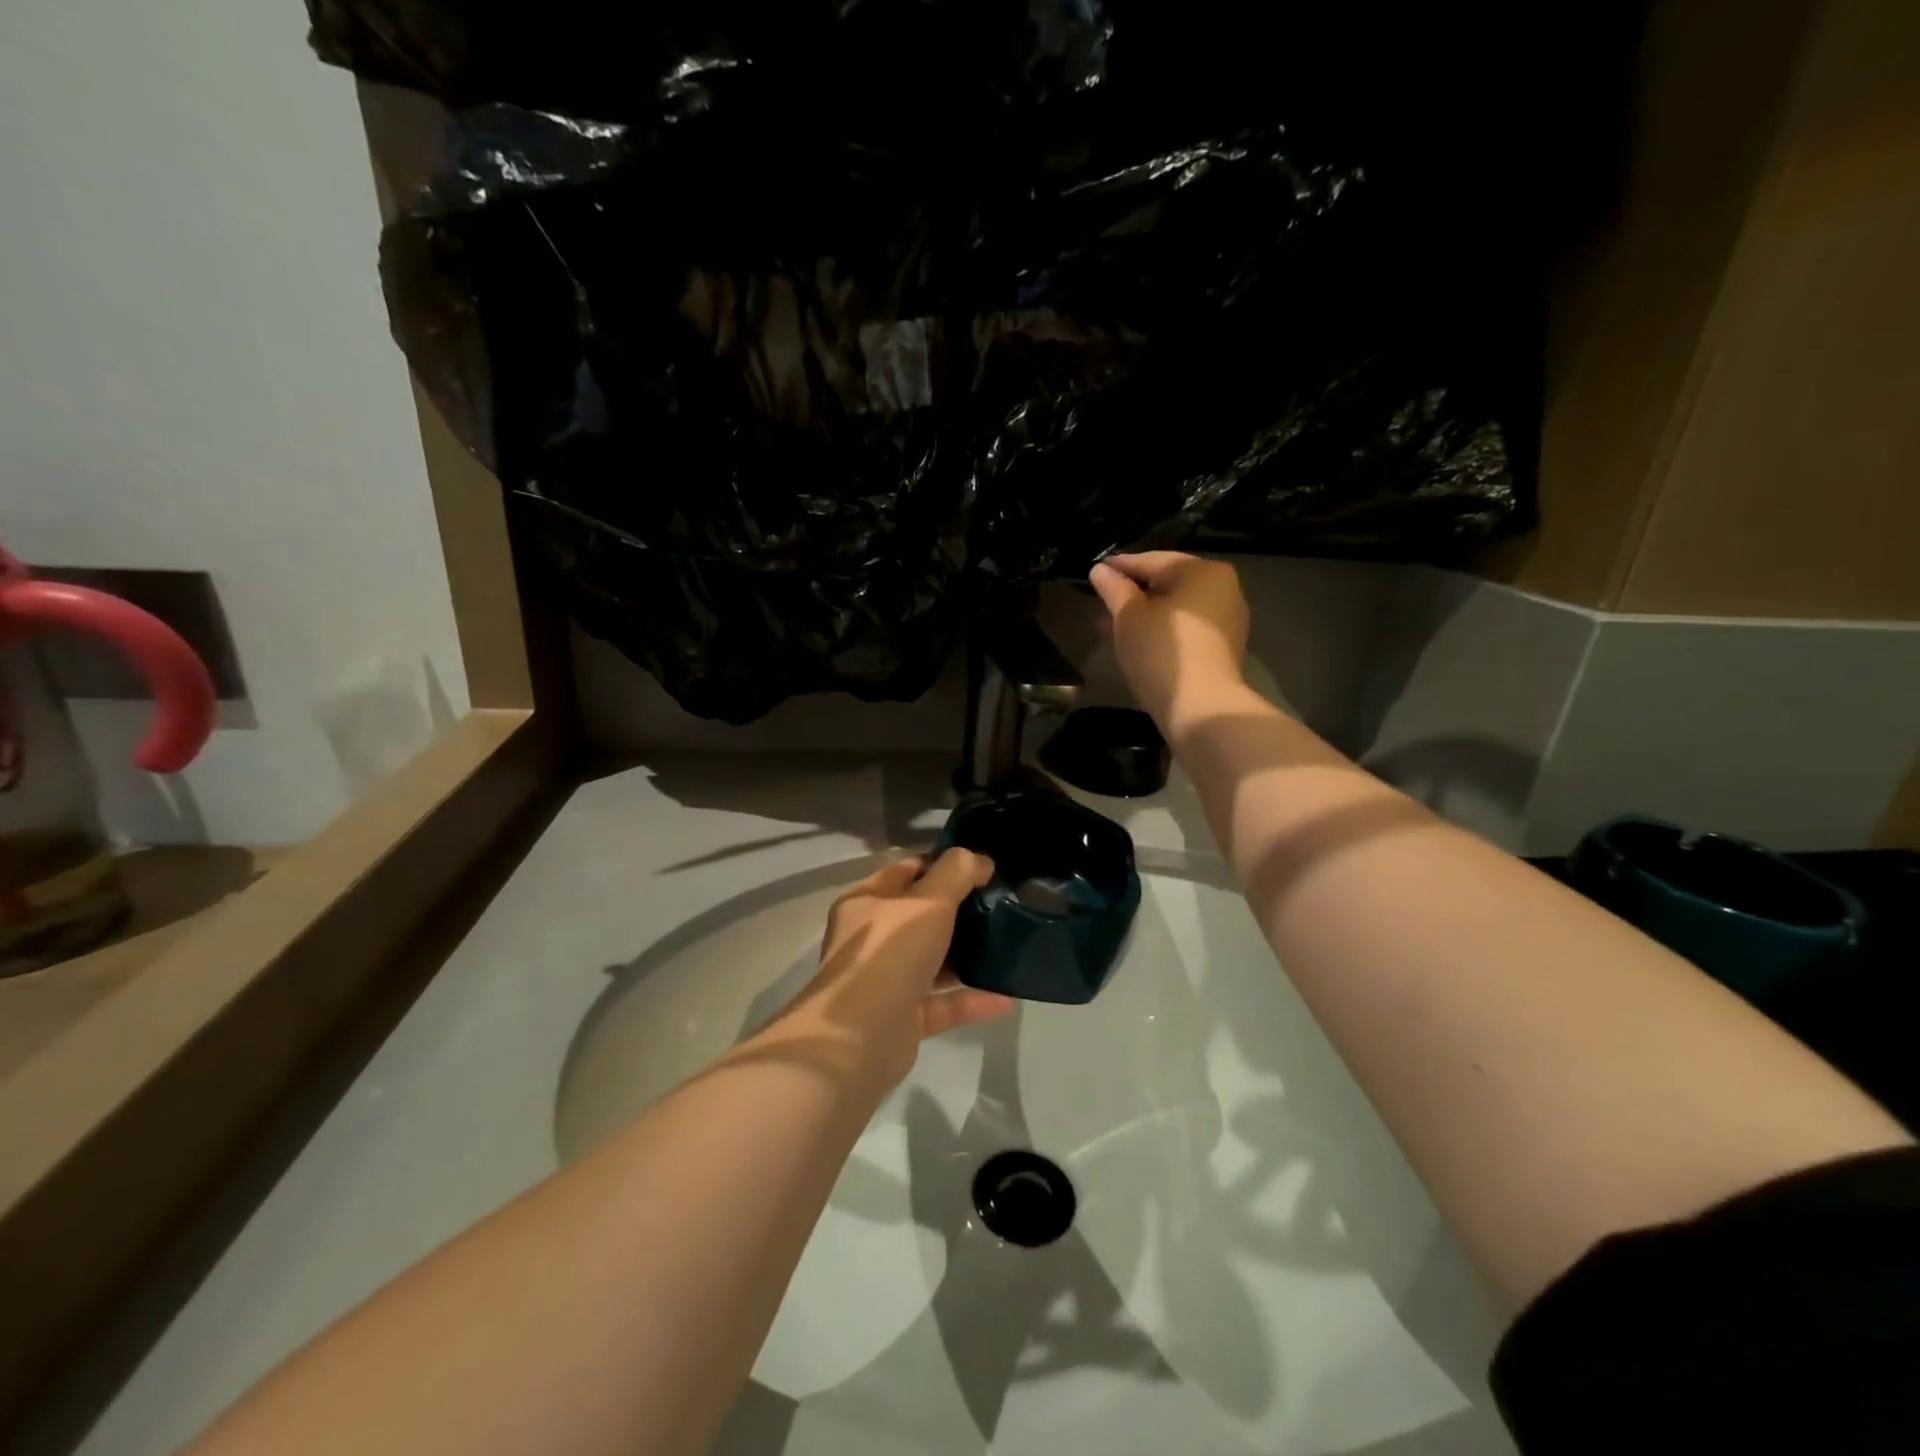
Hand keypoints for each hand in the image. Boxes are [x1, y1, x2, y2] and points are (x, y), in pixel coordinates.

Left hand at [775, 849, 1012, 1090]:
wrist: (859, 1038)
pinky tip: (1007, 997)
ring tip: (1007, 945)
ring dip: (966, 955)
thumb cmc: (889, 953)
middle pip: (920, 917)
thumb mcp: (928, 901)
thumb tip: (979, 859)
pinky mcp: (903, 1019)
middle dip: (958, 910)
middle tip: (999, 903)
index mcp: (866, 903)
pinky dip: (972, 1000)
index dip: (940, 866)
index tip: (980, 868)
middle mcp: (872, 940)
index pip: (905, 872)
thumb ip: (956, 874)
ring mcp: (886, 981)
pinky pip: (943, 1003)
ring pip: (932, 961)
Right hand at [1089, 552, 1249, 729]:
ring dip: (1144, 614)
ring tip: (1111, 625)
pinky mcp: (1223, 648)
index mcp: (1203, 572)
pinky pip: (1186, 629)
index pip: (1153, 561)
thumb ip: (1114, 589)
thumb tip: (1100, 570)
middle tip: (1101, 600)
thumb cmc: (1162, 652)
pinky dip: (1162, 630)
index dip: (1120, 566)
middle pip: (1168, 583)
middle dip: (1133, 592)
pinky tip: (1137, 642)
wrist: (1201, 708)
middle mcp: (1223, 589)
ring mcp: (1228, 620)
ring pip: (1176, 608)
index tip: (1095, 571)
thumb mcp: (1128, 616)